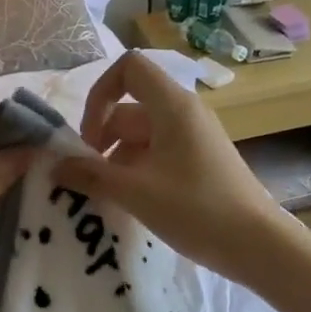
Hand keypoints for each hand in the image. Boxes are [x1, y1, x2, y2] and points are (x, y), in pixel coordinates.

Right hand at [51, 51, 289, 284]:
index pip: (128, 68)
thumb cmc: (195, 209)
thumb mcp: (134, 192)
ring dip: (116, 161)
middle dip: (101, 139)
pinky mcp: (199, 162)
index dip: (100, 94)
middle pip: (129, 109)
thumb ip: (90, 175)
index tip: (88, 137)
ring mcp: (193, 138)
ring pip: (140, 136)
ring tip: (105, 197)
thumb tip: (54, 166)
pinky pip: (157, 155)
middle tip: (87, 178)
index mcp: (172, 106)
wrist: (256, 243)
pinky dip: (136, 172)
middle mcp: (183, 113)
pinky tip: (129, 203)